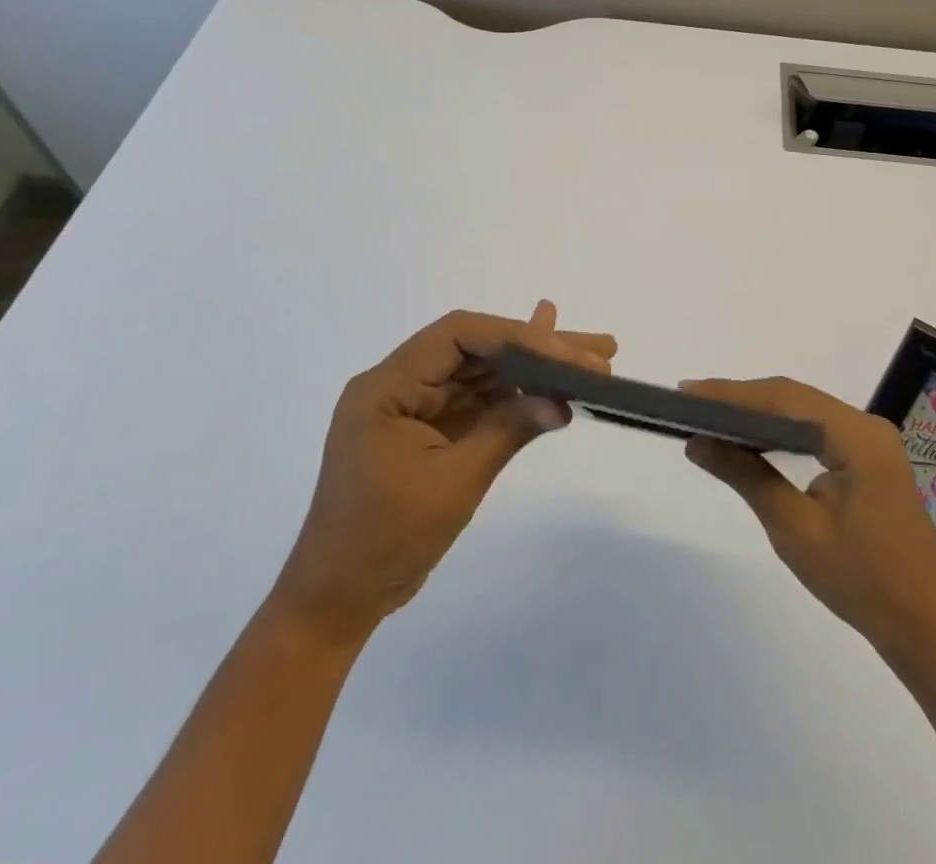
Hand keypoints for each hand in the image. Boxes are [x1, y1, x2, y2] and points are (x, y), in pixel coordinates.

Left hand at [271, 303, 615, 643]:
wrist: (337, 600)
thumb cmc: (385, 540)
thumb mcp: (453, 482)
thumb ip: (507, 431)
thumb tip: (562, 400)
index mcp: (388, 385)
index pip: (458, 335)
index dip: (516, 336)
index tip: (566, 353)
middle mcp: (402, 383)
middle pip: (478, 349)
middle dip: (539, 347)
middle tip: (598, 349)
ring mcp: (418, 406)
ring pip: (485, 373)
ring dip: (536, 368)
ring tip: (595, 360)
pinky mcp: (433, 429)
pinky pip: (480, 401)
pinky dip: (518, 395)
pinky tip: (555, 383)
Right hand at [681, 377, 935, 649]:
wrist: (926, 628)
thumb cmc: (861, 582)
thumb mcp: (794, 529)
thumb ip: (746, 476)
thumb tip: (698, 441)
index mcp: (857, 436)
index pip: (784, 399)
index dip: (733, 393)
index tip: (687, 392)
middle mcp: (867, 425)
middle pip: (795, 398)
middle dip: (742, 398)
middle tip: (691, 401)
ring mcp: (872, 441)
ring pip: (805, 411)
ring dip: (760, 411)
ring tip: (712, 414)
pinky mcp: (870, 459)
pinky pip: (817, 429)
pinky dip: (782, 429)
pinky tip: (754, 437)